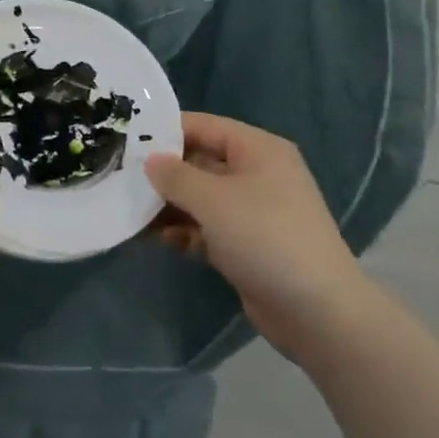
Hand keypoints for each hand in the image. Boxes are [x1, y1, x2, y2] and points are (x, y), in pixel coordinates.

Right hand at [147, 114, 364, 362]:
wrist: (317, 311)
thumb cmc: (264, 237)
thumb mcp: (213, 200)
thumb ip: (175, 176)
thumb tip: (151, 161)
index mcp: (257, 149)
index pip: (204, 126)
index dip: (166, 131)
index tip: (128, 141)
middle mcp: (257, 173)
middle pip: (200, 162)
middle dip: (163, 173)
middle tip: (121, 179)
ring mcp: (253, 211)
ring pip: (202, 198)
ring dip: (169, 205)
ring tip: (131, 212)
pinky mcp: (248, 245)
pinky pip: (208, 228)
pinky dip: (185, 231)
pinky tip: (158, 240)